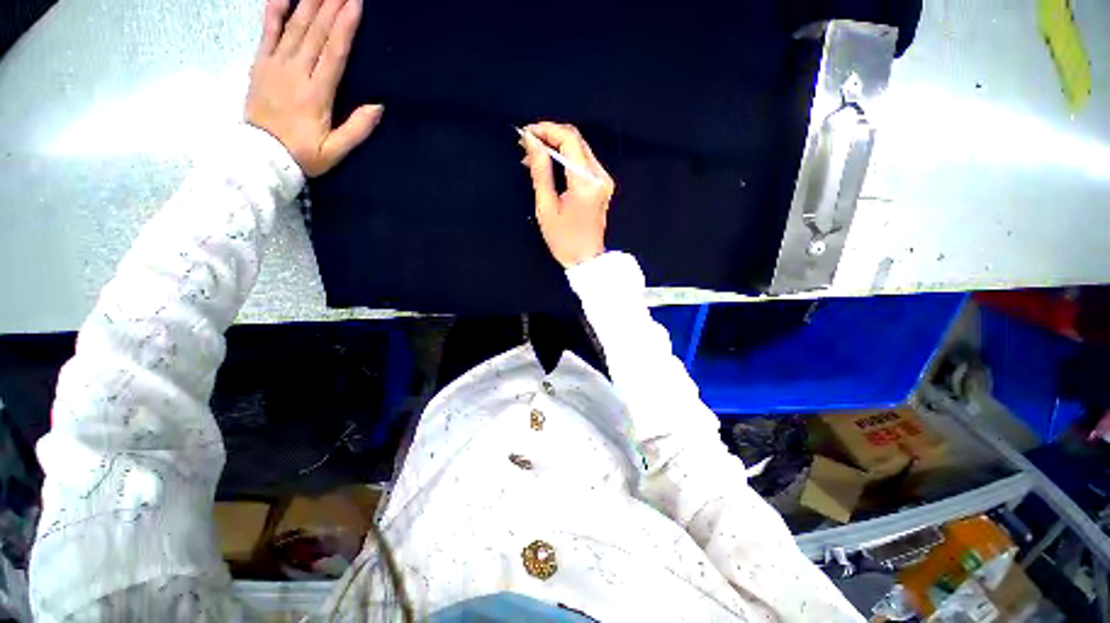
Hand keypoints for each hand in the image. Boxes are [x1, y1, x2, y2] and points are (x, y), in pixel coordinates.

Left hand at [245, 0, 381, 176]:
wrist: (260, 157)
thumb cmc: (303, 155)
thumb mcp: (335, 151)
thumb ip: (357, 129)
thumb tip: (378, 106)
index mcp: (316, 94)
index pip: (333, 53)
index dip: (344, 27)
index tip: (355, 3)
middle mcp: (295, 73)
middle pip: (314, 33)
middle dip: (329, 7)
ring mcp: (274, 66)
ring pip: (293, 28)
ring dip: (308, 4)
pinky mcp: (260, 65)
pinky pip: (266, 34)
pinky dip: (273, 13)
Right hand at [521, 122, 615, 267]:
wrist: (586, 259)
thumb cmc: (564, 240)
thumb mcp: (546, 208)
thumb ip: (540, 172)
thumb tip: (531, 142)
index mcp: (585, 183)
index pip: (569, 140)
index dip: (546, 130)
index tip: (526, 134)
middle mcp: (600, 176)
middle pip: (576, 140)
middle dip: (550, 136)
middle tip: (526, 144)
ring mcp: (604, 180)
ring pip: (580, 148)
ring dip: (557, 146)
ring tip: (533, 156)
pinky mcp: (603, 184)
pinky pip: (583, 161)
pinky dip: (566, 158)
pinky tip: (550, 165)